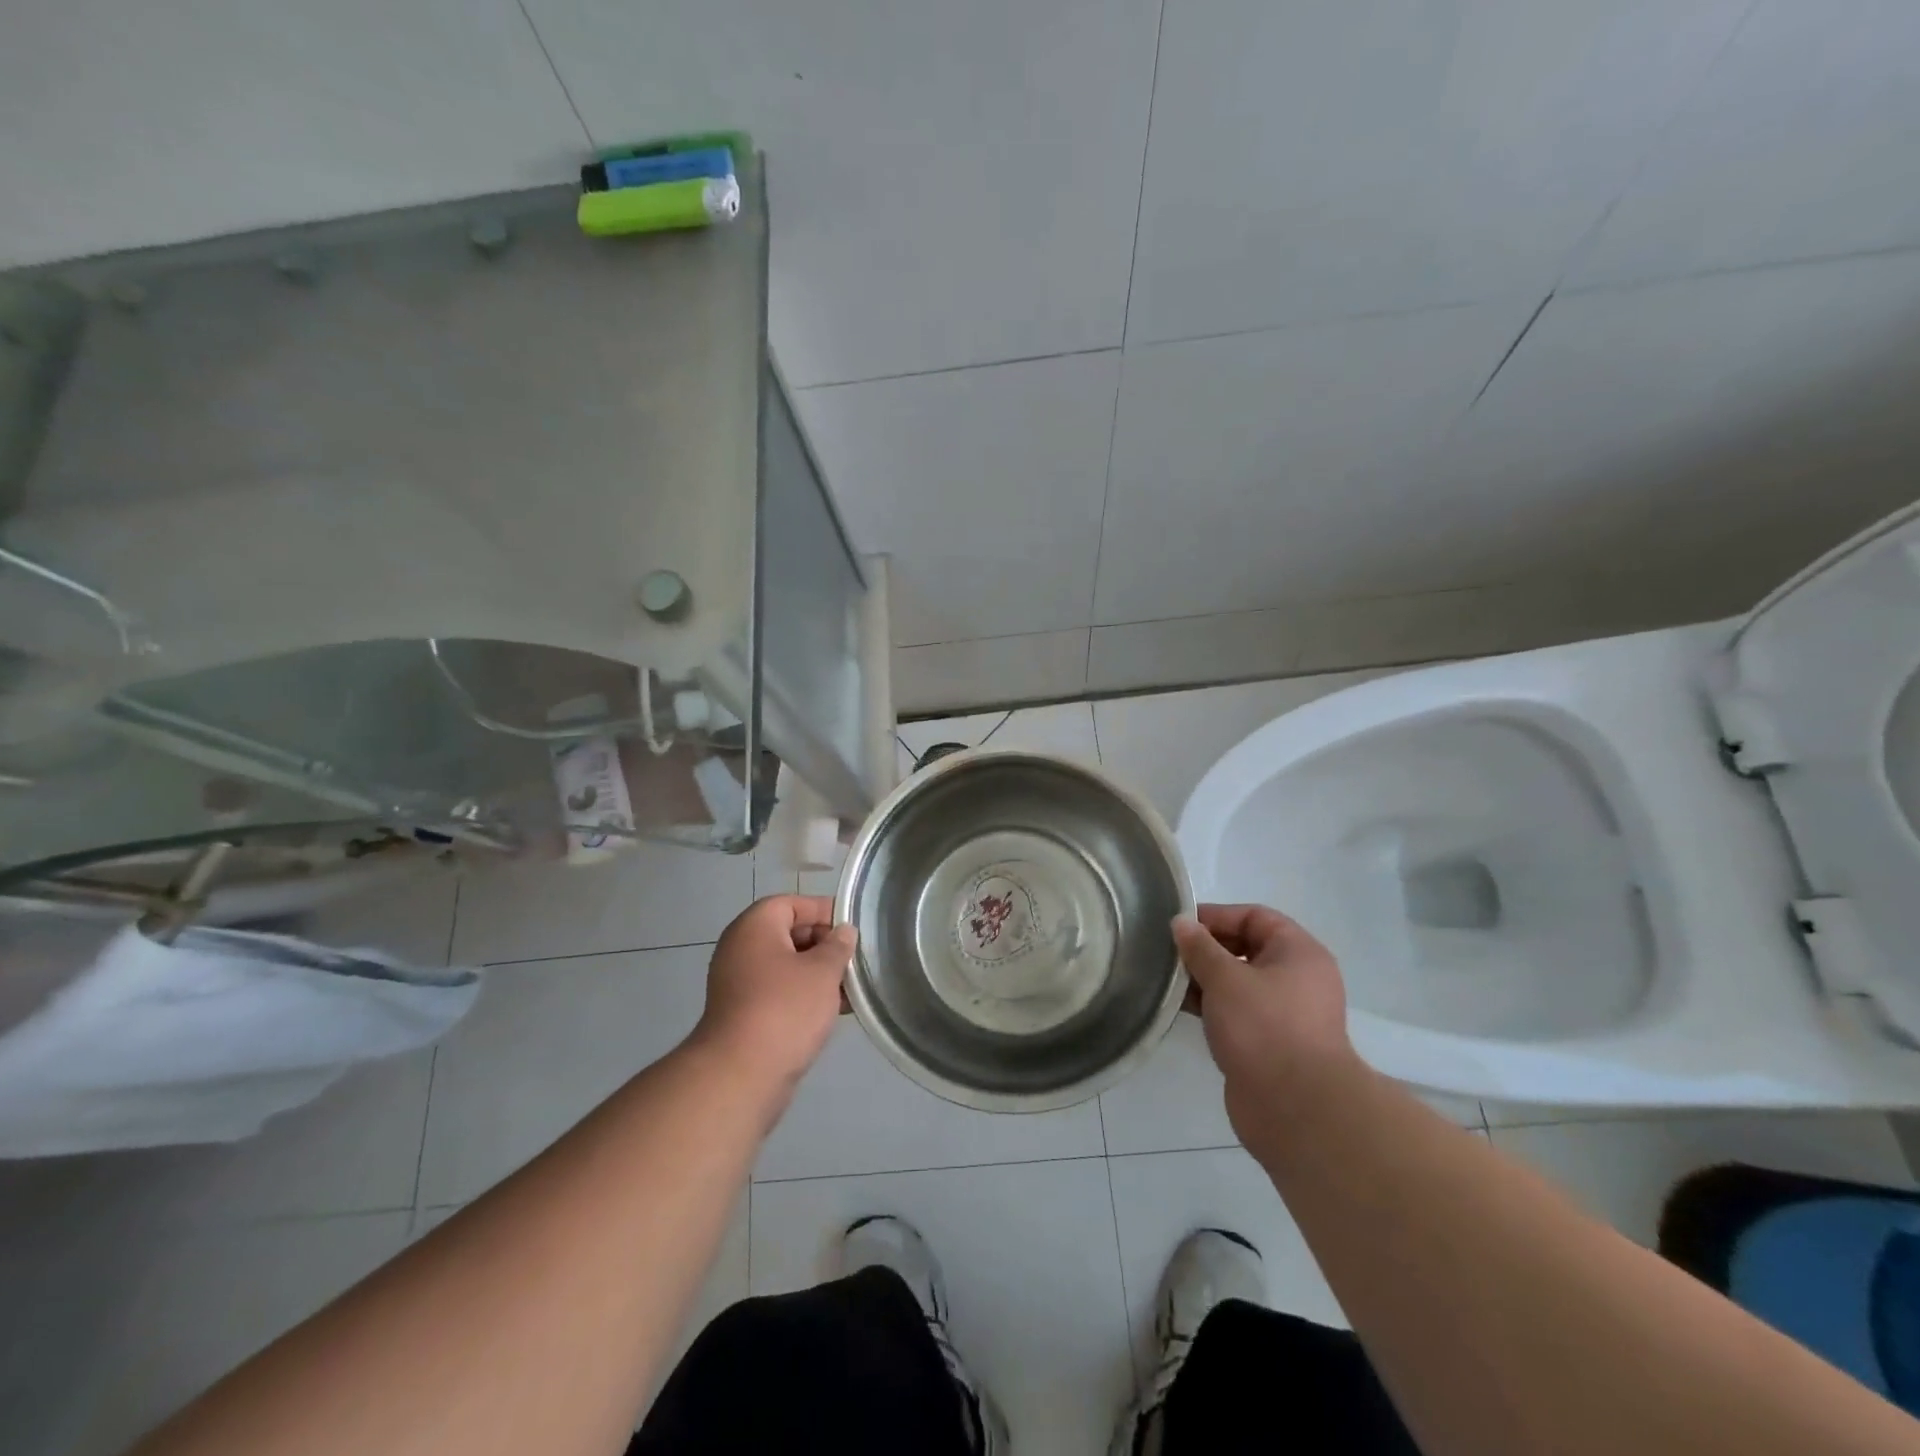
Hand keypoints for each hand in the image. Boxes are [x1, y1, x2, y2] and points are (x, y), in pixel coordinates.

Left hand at [693, 895, 856, 1093]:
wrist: (741, 1075)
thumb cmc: (785, 1009)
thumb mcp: (822, 971)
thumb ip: (838, 946)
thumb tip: (843, 932)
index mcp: (755, 926)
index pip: (793, 903)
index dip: (824, 911)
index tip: (853, 929)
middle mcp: (741, 948)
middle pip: (789, 933)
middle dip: (824, 945)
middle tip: (855, 960)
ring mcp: (739, 982)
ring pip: (786, 966)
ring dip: (817, 974)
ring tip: (851, 988)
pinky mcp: (743, 1013)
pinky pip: (779, 991)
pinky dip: (803, 995)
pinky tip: (833, 1011)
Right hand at [1173, 904, 1361, 1144]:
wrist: (1296, 1109)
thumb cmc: (1264, 1027)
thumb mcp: (1226, 978)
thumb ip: (1199, 947)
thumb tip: (1181, 923)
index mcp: (1299, 953)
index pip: (1254, 917)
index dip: (1216, 916)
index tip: (1178, 926)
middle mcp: (1297, 978)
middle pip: (1245, 948)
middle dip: (1206, 949)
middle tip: (1168, 953)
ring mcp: (1284, 1014)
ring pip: (1238, 983)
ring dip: (1204, 979)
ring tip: (1166, 979)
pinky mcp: (1270, 1043)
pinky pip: (1236, 1012)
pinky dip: (1211, 1006)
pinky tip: (1179, 1007)